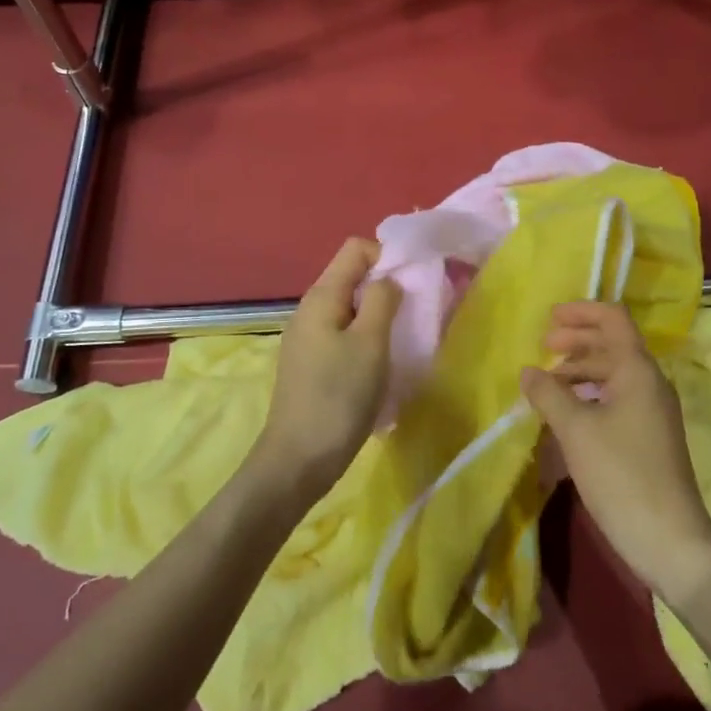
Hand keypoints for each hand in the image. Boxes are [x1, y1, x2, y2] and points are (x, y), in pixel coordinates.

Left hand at [255, 237, 401, 498]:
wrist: (298, 460)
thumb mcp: (370, 343)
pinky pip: (342, 334)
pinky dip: (364, 339)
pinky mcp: (310, 363)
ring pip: (350, 308)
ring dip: (377, 316)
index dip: (386, 256)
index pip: (355, 249)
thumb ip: (383, 300)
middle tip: (412, 315)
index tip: (410, 285)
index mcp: (322, 296)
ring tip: (400, 341)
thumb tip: (388, 278)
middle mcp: (310, 309)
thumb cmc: (338, 397)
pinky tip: (378, 365)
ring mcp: (307, 337)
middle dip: (385, 287)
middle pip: (352, 277)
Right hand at [521, 302, 710, 605]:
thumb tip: (529, 371)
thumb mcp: (575, 430)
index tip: (549, 319)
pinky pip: (613, 400)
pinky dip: (587, 397)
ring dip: (578, 372)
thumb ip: (548, 394)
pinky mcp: (646, 437)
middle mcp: (648, 383)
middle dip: (575, 341)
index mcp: (637, 370)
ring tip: (546, 385)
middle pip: (611, 344)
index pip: (613, 319)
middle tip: (542, 348)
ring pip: (611, 374)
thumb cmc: (621, 475)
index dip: (581, 312)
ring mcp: (650, 412)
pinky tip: (564, 416)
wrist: (670, 541)